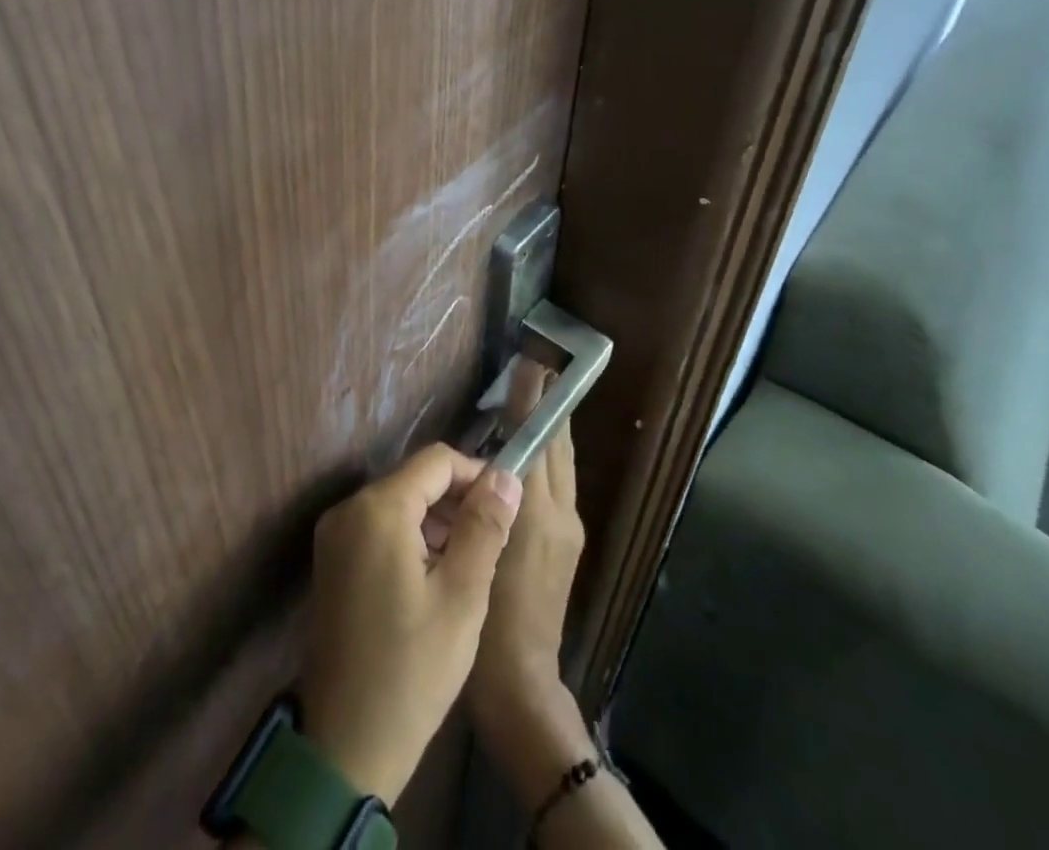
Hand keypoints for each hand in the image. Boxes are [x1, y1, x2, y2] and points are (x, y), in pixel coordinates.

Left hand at [300, 443, 522, 804]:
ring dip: (435, 521)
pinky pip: (378, 528)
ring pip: (397, 503)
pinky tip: (434, 577)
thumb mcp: (462, 596)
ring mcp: (334, 535)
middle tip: (491, 541)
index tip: (506, 507)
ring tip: (469, 563)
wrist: (345, 746)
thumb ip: (484, 527)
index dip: (476, 474)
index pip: (436, 461)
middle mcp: (348, 509)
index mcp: (378, 508)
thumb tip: (505, 475)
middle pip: (414, 479)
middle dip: (456, 500)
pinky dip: (410, 538)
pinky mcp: (331, 561)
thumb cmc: (412, 670)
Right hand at [468, 364, 594, 805]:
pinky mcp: (567, 546)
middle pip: (558, 447)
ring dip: (549, 431)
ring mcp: (569, 531)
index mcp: (539, 512)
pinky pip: (557, 485)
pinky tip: (525, 457)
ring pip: (561, 465)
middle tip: (535, 370)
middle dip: (548, 407)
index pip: (537, 440)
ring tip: (531, 402)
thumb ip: (487, 500)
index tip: (531, 364)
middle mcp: (562, 513)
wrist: (522, 684)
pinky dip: (546, 458)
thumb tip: (489, 456)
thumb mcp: (479, 551)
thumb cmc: (488, 618)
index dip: (532, 401)